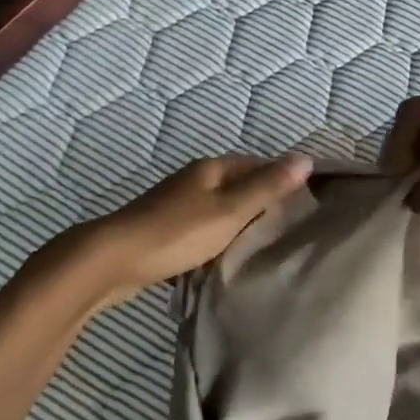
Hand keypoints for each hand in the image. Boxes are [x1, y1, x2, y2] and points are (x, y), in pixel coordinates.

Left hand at [73, 154, 311, 300]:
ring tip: (263, 249)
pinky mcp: (165, 229)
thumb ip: (267, 187)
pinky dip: (218, 242)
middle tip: (290, 232)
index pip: (259, 164)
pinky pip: (203, 230)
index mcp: (212, 168)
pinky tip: (226, 261)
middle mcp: (195, 179)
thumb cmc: (176, 233)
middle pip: (240, 187)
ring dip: (240, 226)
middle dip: (263, 206)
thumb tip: (306, 159)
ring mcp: (177, 204)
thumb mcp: (230, 211)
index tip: (307, 205)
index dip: (283, 180)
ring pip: (221, 210)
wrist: (111, 260)